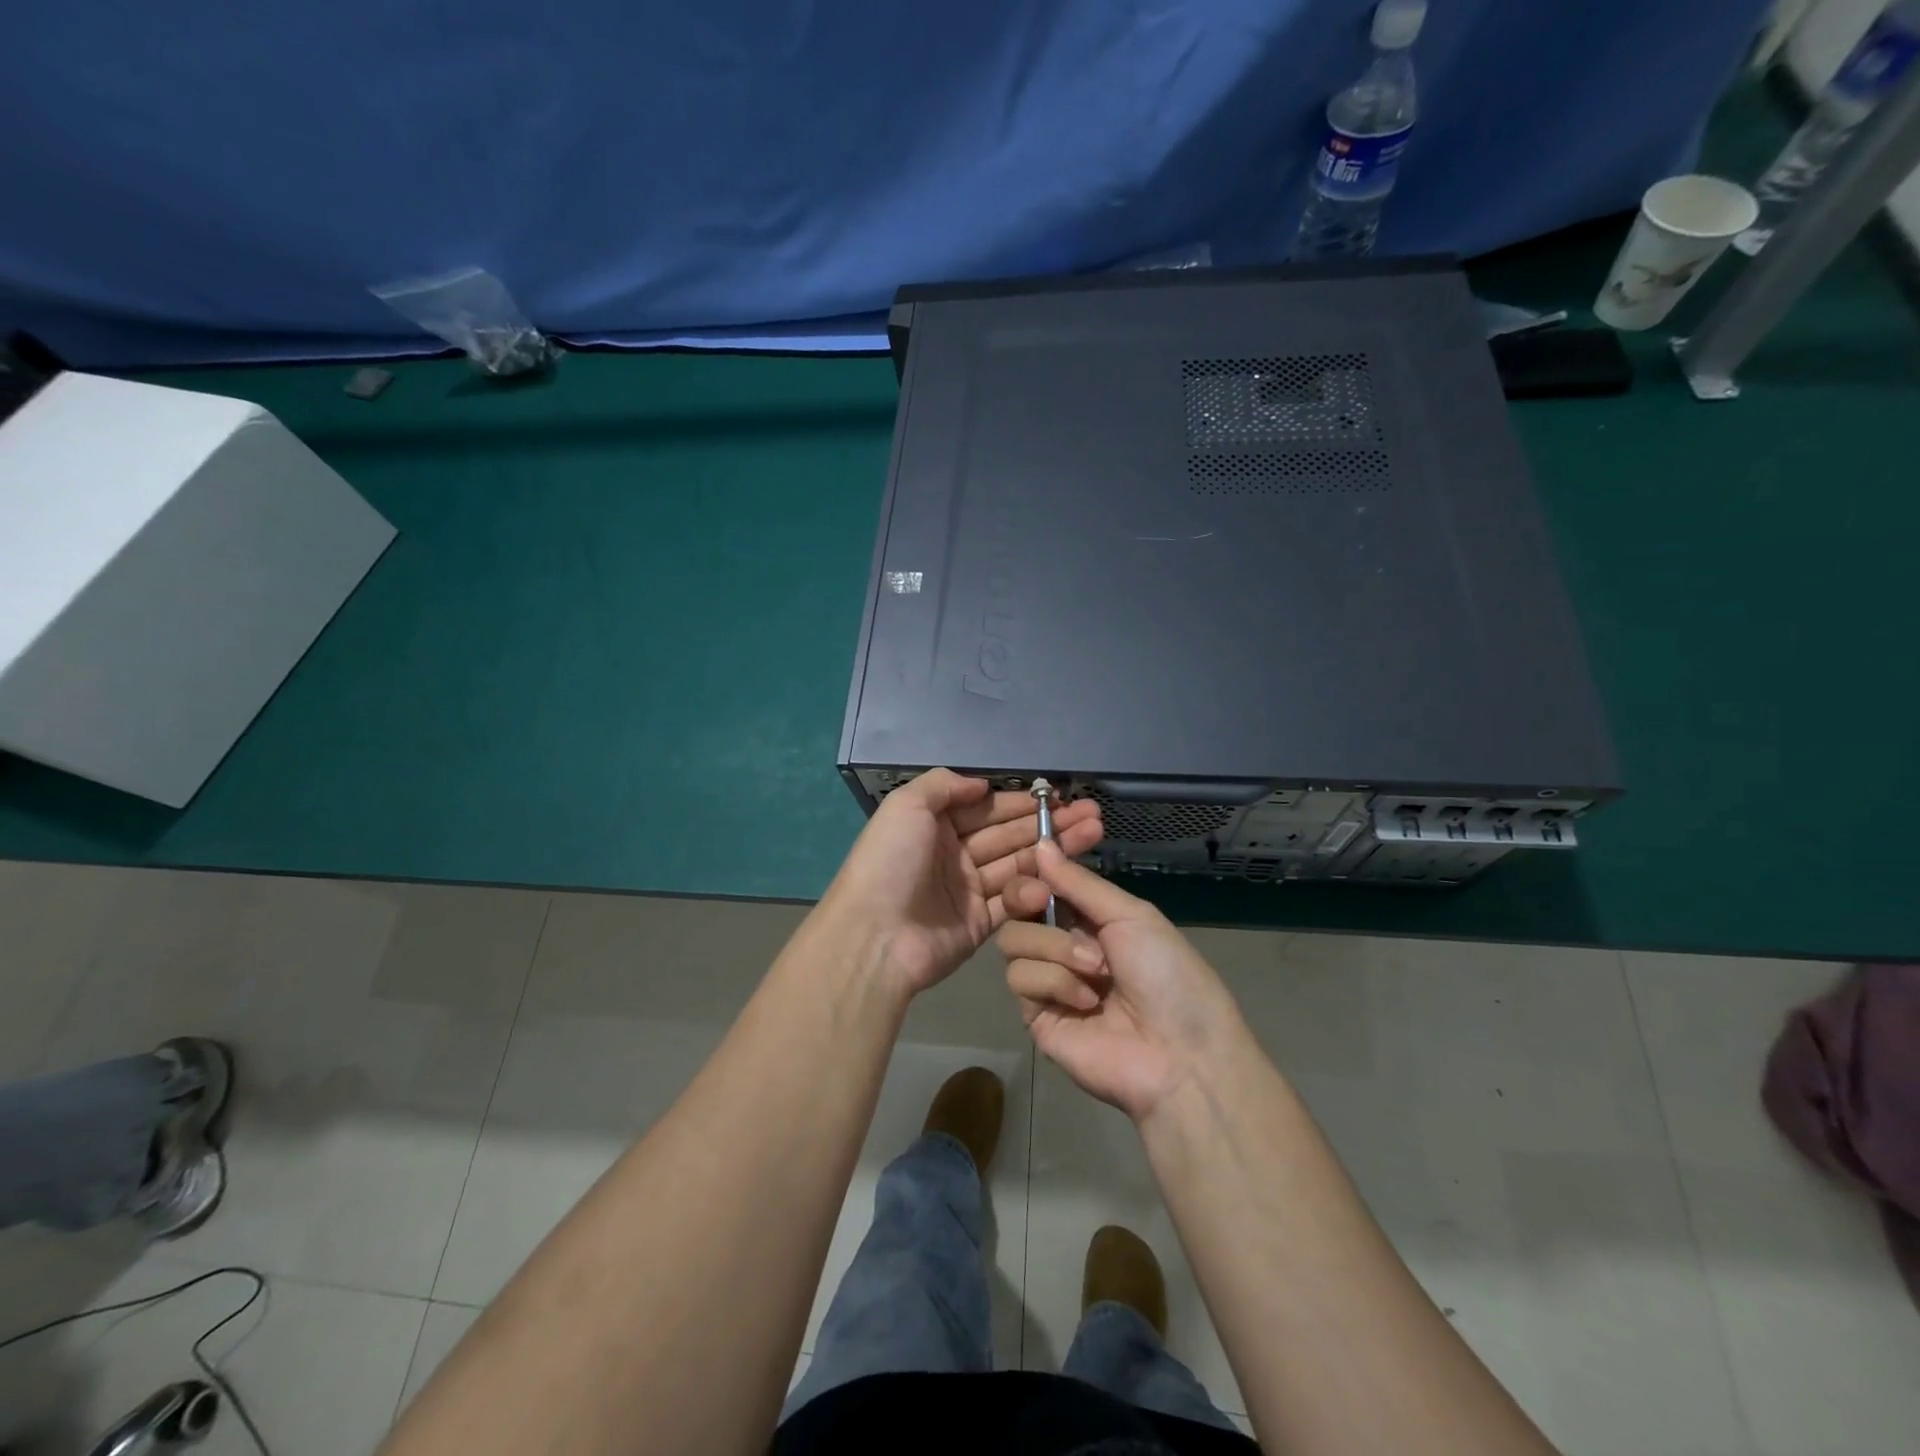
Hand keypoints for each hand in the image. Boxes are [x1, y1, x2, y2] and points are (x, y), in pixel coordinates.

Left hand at [822, 770, 1103, 996]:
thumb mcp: (906, 807)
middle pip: (1008, 834)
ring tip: (1093, 833)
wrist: (875, 937)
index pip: (986, 807)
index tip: (1059, 795)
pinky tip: (1066, 872)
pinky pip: (1013, 899)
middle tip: (1091, 813)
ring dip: (1053, 849)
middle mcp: (953, 854)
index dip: (1023, 802)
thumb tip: (982, 785)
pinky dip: (1037, 886)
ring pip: (1017, 863)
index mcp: (934, 825)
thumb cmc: (890, 863)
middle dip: (1048, 822)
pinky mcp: (979, 923)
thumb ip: (944, 785)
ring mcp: (967, 889)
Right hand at [997, 842, 1246, 1121]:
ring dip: (1055, 948)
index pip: (1044, 884)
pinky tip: (1086, 1002)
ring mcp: (1047, 982)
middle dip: (1025, 897)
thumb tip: (1039, 844)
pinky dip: (1053, 982)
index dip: (1034, 870)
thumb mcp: (1131, 916)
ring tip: (1095, 971)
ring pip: (1013, 940)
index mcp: (1090, 919)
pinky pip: (1019, 979)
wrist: (1180, 1056)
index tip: (1033, 860)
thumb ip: (1079, 883)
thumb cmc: (1168, 975)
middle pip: (1016, 907)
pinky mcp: (1035, 1016)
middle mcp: (1063, 945)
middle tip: (1040, 900)